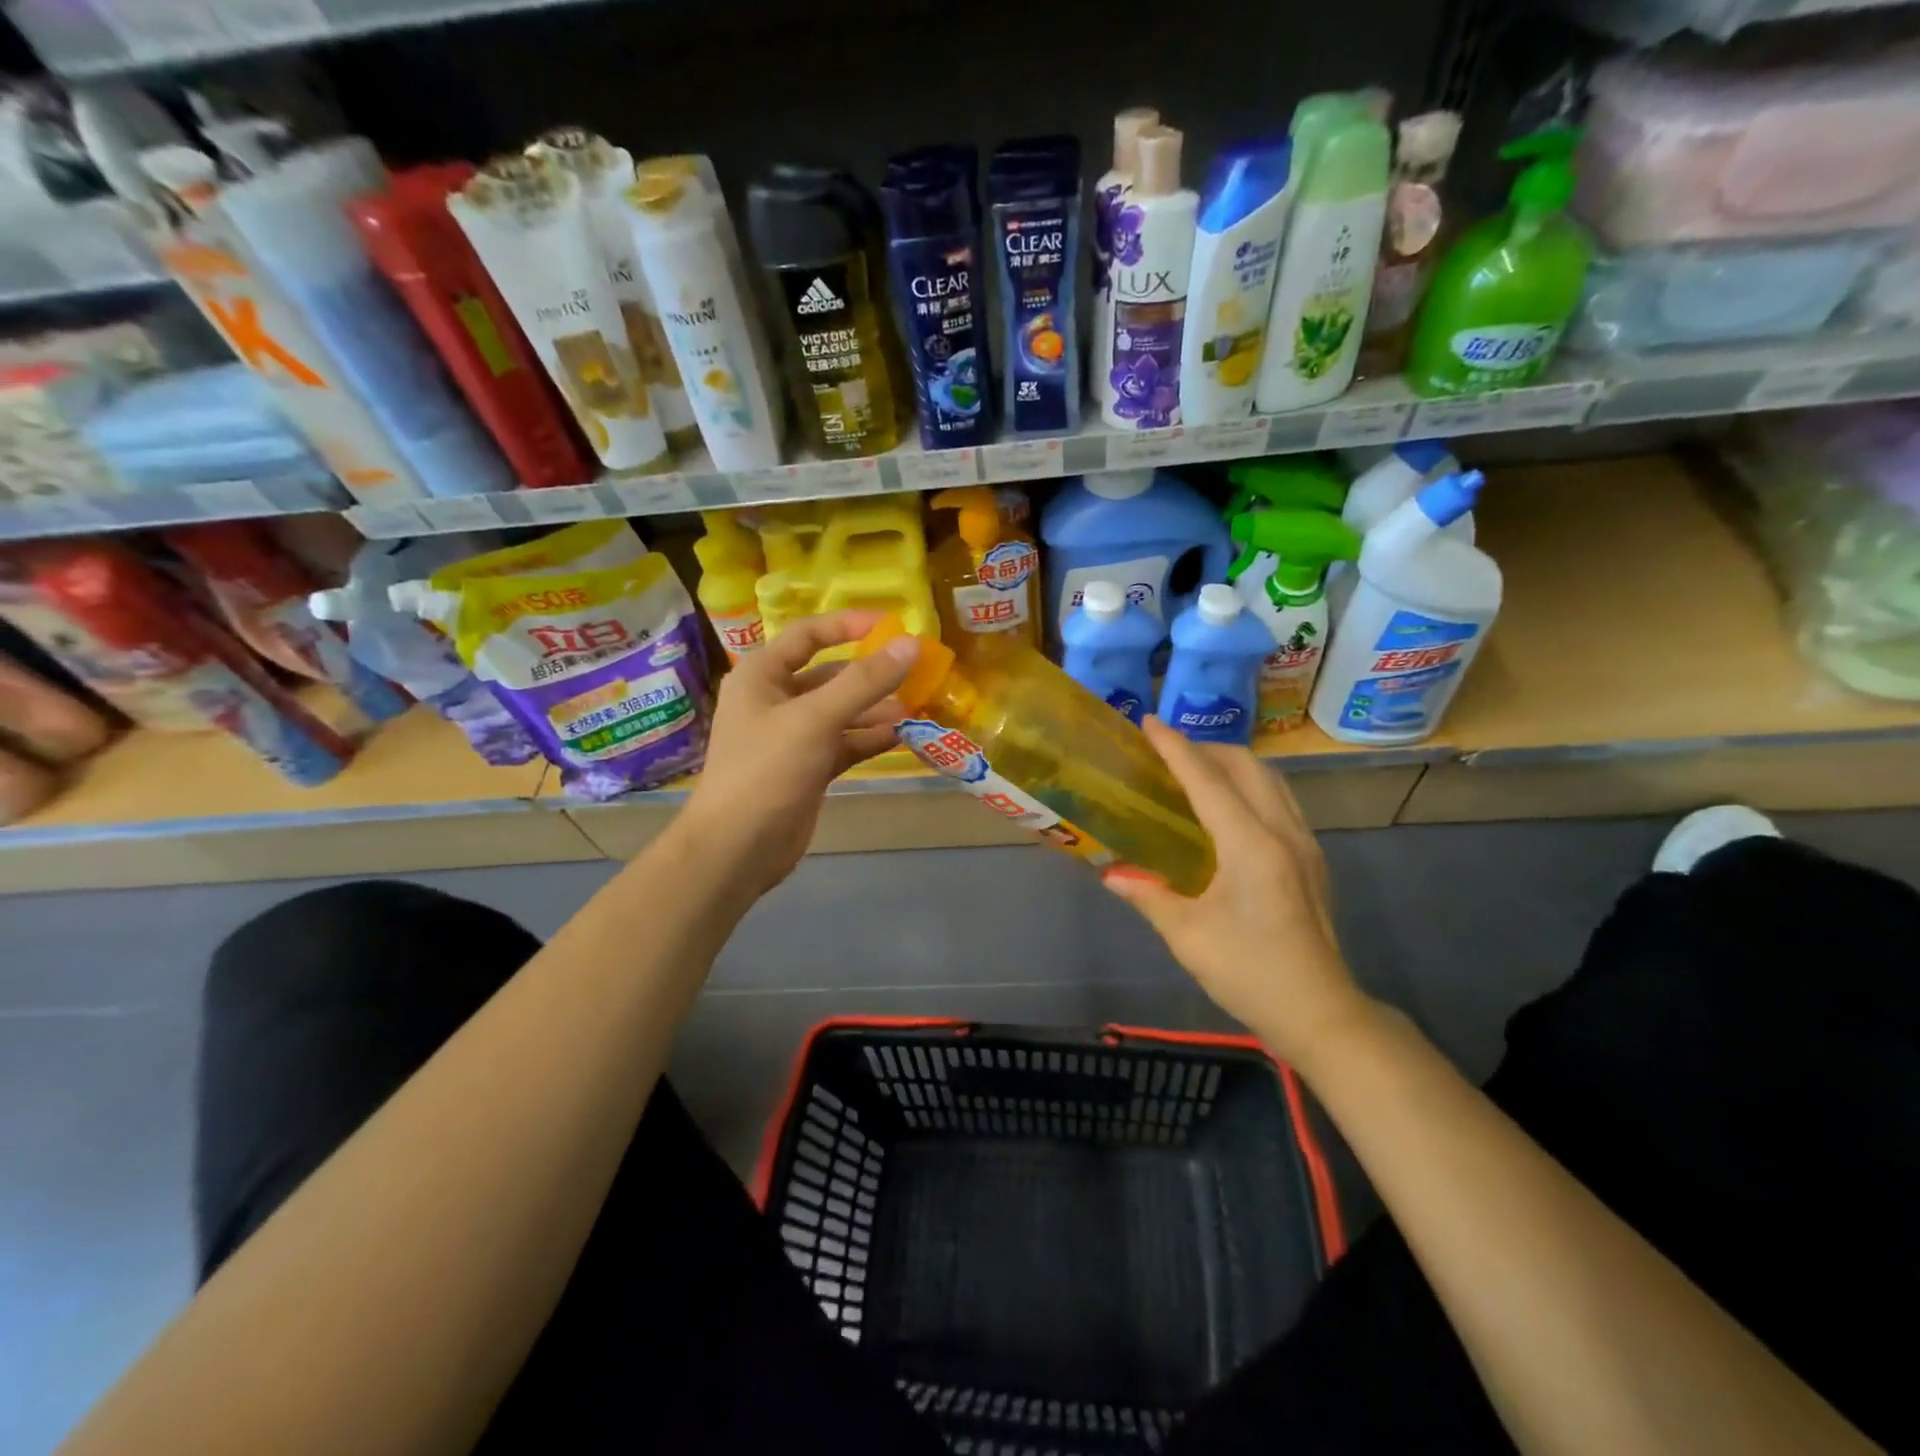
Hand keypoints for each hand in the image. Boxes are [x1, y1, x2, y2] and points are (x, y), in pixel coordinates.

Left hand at [682, 610, 917, 897]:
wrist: (738, 847)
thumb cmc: (767, 769)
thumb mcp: (815, 718)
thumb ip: (865, 681)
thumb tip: (910, 645)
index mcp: (762, 675)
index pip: (807, 635)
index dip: (848, 625)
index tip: (891, 625)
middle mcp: (775, 700)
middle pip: (829, 675)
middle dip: (870, 674)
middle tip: (914, 671)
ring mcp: (792, 736)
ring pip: (841, 711)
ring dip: (875, 709)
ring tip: (916, 707)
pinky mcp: (808, 768)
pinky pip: (844, 743)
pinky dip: (870, 738)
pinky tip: (902, 735)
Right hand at [1103, 717, 1373, 1068]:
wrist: (1319, 1012)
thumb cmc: (1249, 973)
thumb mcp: (1187, 935)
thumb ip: (1147, 894)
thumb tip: (1111, 873)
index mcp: (1250, 845)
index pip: (1207, 779)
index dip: (1175, 748)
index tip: (1148, 723)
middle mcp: (1282, 831)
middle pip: (1246, 766)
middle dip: (1204, 748)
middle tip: (1166, 752)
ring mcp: (1304, 843)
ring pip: (1269, 779)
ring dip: (1231, 764)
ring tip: (1194, 771)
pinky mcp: (1312, 858)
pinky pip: (1278, 799)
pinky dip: (1248, 786)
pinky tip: (1226, 808)